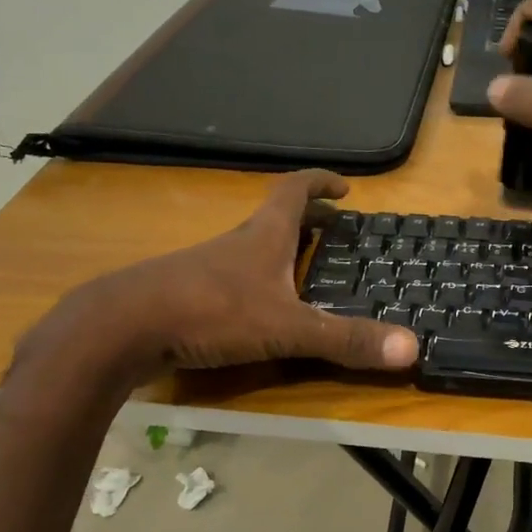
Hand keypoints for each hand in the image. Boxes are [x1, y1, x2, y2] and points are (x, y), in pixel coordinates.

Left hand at [22, 171, 418, 376]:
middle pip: (275, 217)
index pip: (295, 190)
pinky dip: (253, 282)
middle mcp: (236, 244)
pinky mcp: (185, 295)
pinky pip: (230, 279)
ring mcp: (206, 268)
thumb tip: (411, 348)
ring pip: (250, 248)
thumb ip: (344, 339)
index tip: (345, 187)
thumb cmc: (209, 313)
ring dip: (279, 251)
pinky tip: (256, 311)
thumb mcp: (286, 327)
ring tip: (303, 272)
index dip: (321, 182)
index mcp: (263, 236)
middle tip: (334, 230)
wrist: (120, 329)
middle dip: (307, 218)